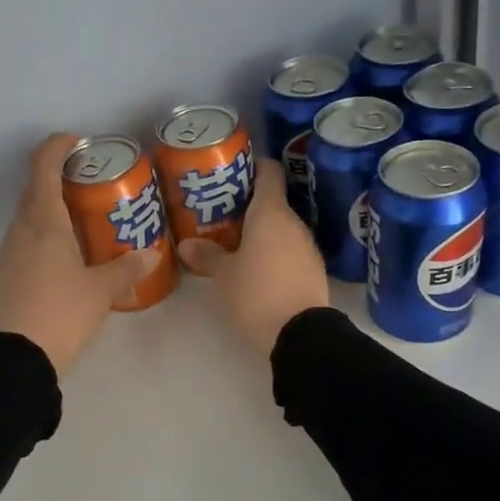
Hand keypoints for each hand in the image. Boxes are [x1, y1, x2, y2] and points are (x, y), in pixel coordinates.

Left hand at [0, 134, 161, 376]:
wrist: (17, 359)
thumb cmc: (62, 313)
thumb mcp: (100, 291)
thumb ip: (126, 269)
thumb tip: (150, 254)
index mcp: (44, 222)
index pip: (43, 165)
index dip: (58, 146)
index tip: (80, 142)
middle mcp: (20, 228)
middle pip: (35, 188)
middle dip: (60, 177)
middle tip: (92, 185)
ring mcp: (8, 251)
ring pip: (28, 215)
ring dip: (51, 207)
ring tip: (82, 220)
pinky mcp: (4, 272)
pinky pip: (24, 238)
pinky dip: (43, 233)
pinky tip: (65, 254)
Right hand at [178, 174, 328, 356]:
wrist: (300, 335)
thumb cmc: (257, 293)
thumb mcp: (224, 275)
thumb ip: (207, 256)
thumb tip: (187, 244)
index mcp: (271, 213)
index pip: (268, 172)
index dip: (252, 165)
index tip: (233, 169)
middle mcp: (294, 223)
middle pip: (272, 201)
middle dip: (248, 204)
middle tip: (220, 211)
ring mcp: (307, 247)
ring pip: (281, 227)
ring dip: (261, 230)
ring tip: (233, 239)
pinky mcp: (313, 270)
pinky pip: (289, 249)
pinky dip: (273, 251)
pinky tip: (255, 266)